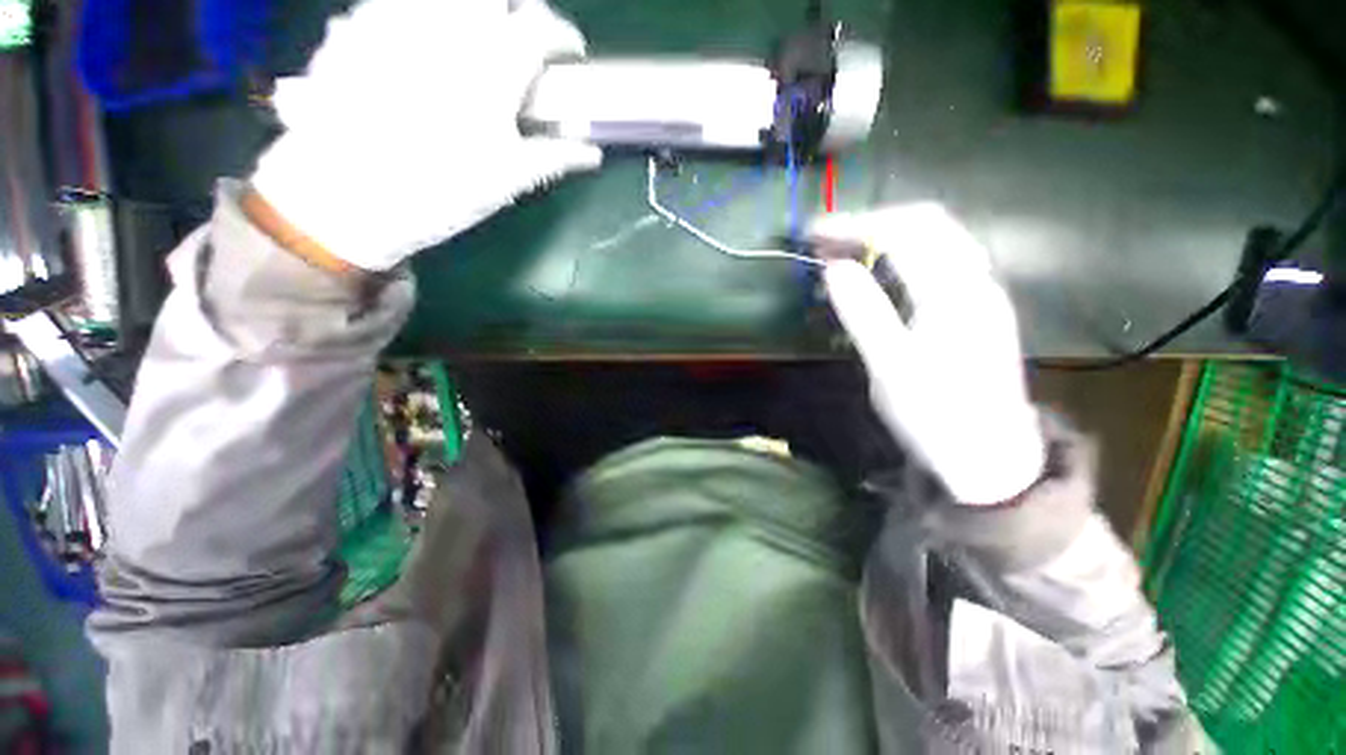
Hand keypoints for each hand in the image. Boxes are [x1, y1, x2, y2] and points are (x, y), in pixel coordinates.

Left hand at [251, 0, 602, 271]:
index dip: (564, 37)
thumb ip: (553, 156)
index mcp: (493, 64)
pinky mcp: (355, 25)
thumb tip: (592, 153)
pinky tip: (419, 45)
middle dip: (518, 7)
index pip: (543, 28)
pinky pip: (396, 2)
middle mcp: (448, 26)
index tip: (570, 53)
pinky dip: (419, 15)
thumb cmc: (440, 191)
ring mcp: (396, 17)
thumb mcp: (507, 179)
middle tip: (521, 34)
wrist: (343, 195)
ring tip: (473, 40)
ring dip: (470, 9)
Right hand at [815, 203, 1044, 504]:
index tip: (813, 233)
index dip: (855, 224)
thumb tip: (834, 268)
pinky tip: (880, 273)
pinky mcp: (978, 308)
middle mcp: (976, 281)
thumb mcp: (890, 368)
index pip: (905, 232)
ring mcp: (982, 293)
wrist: (990, 458)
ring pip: (937, 238)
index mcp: (955, 294)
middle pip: (927, 222)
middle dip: (871, 222)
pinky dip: (903, 254)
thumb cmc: (935, 416)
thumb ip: (864, 313)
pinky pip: (940, 260)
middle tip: (826, 239)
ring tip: (845, 250)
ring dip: (888, 235)